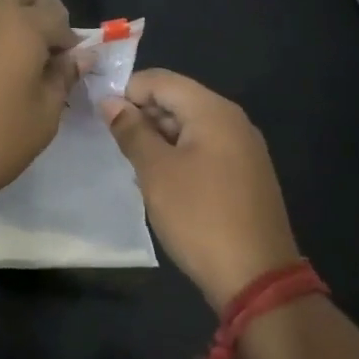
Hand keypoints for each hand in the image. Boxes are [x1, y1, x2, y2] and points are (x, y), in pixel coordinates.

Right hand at [101, 69, 301, 309]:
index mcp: (213, 111)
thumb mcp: (156, 171)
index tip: (101, 117)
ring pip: (190, 126)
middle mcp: (233, 120)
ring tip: (134, 165)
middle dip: (143, 115)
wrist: (257, 277)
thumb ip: (131, 131)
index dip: (127, 92)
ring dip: (158, 138)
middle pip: (178, 99)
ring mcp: (243, 148)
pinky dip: (179, 155)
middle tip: (114, 144)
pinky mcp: (245, 174)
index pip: (161, 80)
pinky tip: (162, 182)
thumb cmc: (199, 216)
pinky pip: (205, 148)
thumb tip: (110, 102)